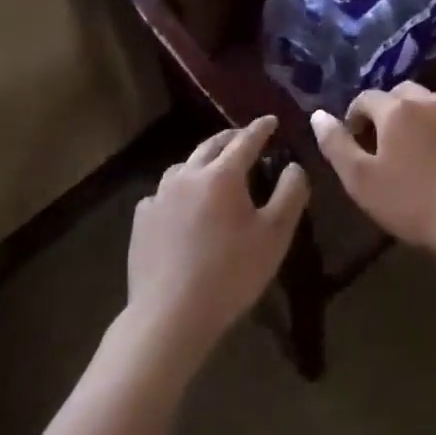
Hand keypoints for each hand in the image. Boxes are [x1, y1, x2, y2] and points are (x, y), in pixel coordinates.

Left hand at [126, 116, 307, 363]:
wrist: (170, 314)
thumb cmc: (231, 273)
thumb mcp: (275, 235)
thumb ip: (290, 194)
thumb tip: (293, 166)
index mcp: (222, 175)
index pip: (245, 140)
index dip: (261, 128)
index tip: (271, 120)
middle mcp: (187, 175)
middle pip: (211, 145)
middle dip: (231, 138)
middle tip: (245, 138)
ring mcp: (159, 196)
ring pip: (184, 167)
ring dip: (203, 161)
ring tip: (214, 170)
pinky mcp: (142, 219)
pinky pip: (164, 193)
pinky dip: (179, 190)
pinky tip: (182, 206)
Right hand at [311, 82, 435, 256]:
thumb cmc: (411, 202)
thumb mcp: (360, 179)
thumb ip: (336, 144)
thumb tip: (318, 115)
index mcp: (397, 109)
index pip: (366, 98)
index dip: (354, 116)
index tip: (353, 142)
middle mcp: (429, 102)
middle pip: (400, 93)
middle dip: (385, 111)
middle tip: (380, 143)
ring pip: (430, 103)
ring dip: (415, 117)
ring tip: (411, 148)